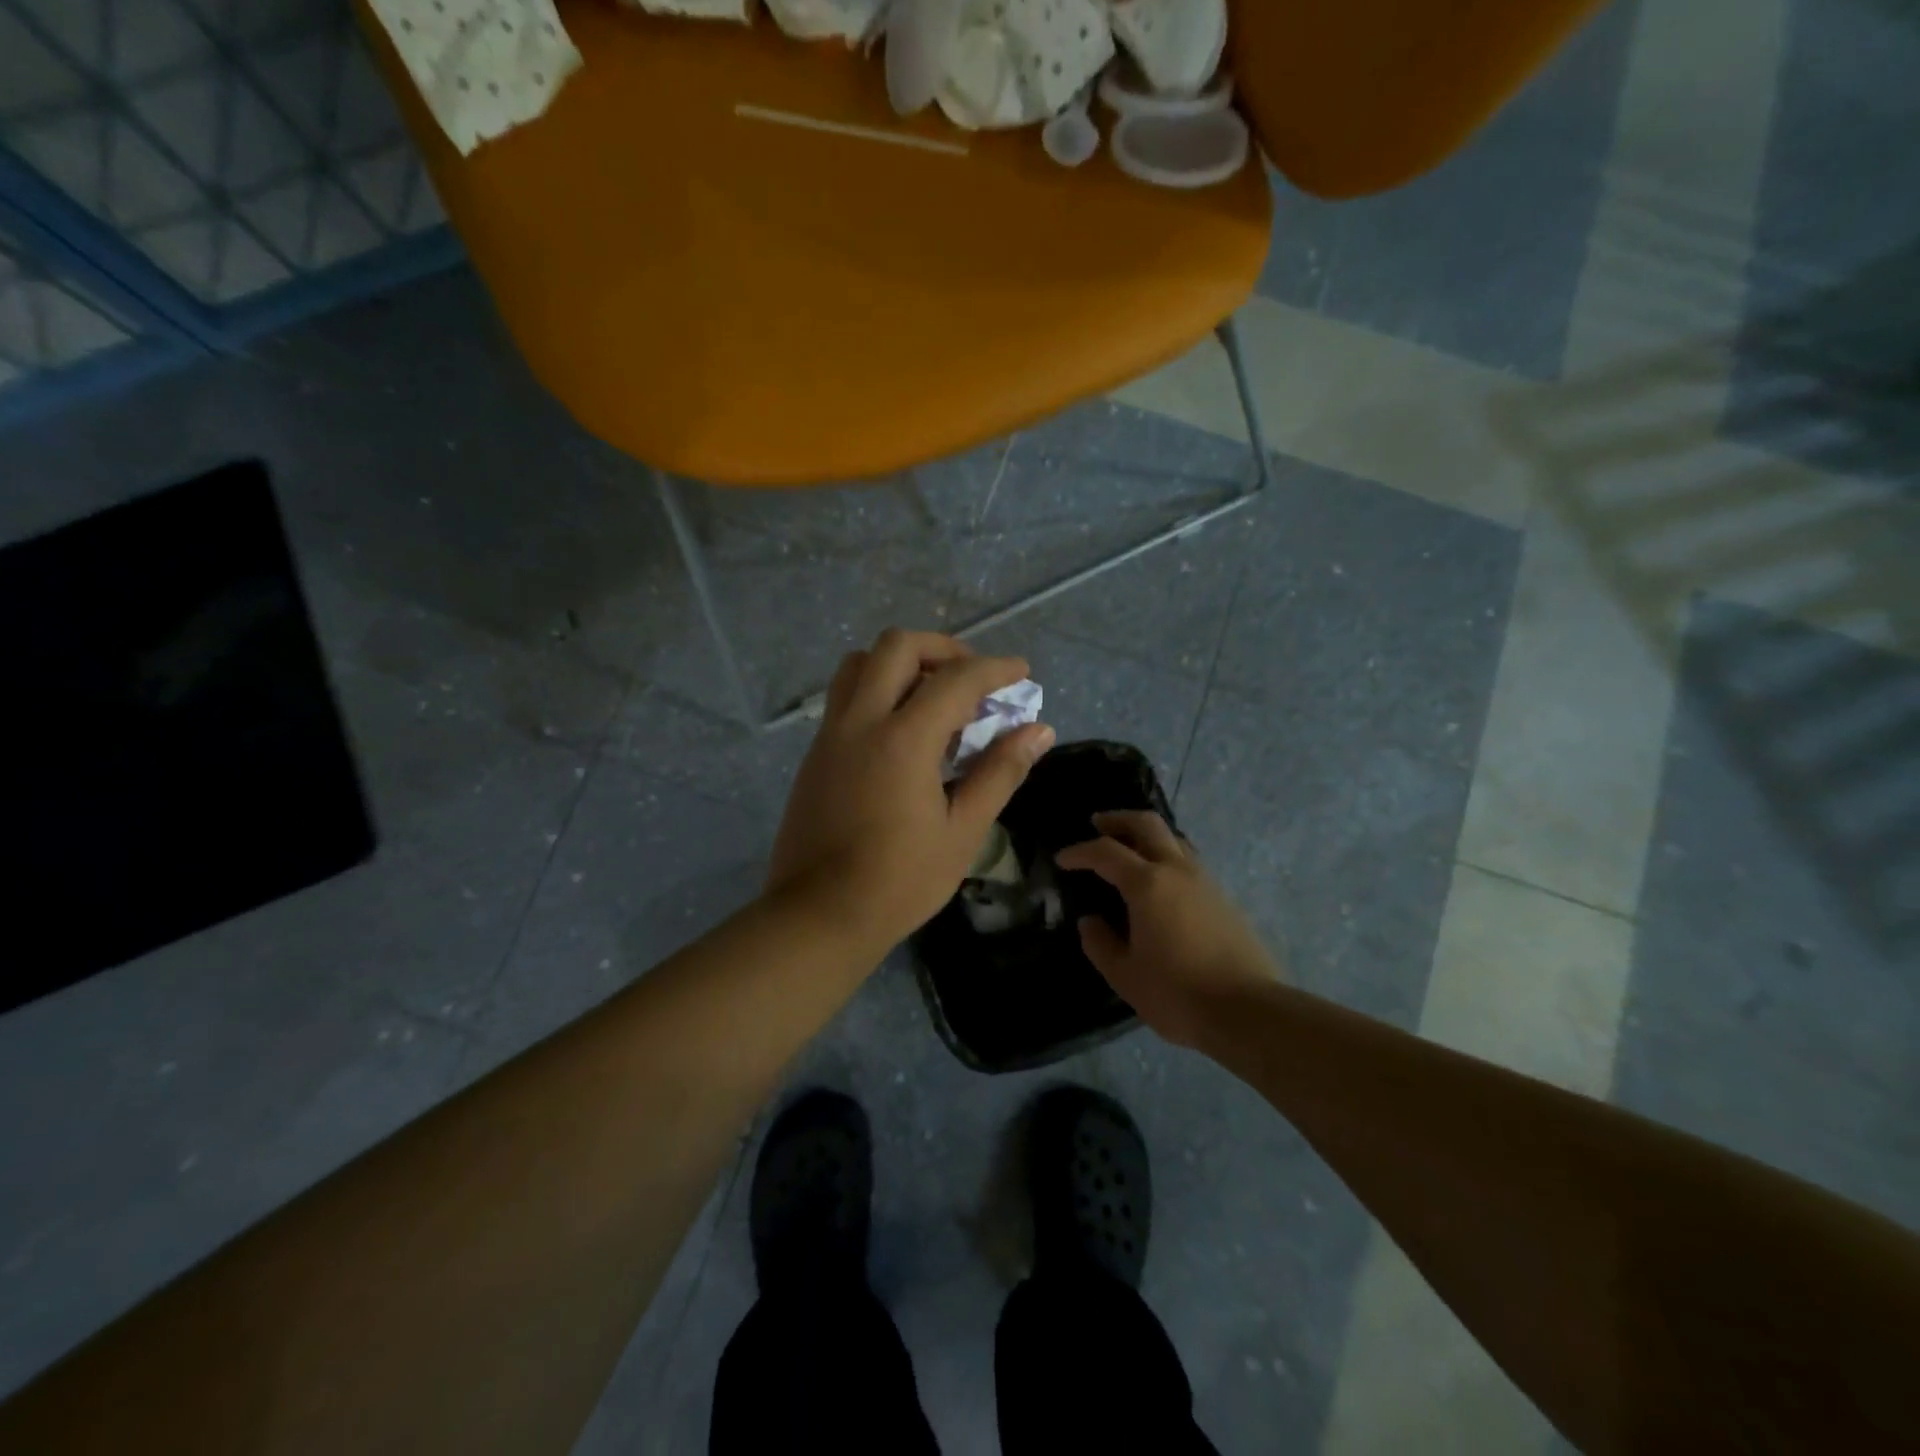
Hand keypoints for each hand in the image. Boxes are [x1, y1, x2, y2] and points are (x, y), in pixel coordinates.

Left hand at [767, 629, 1054, 957]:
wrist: (818, 916)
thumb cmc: (900, 881)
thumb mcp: (963, 831)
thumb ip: (1000, 772)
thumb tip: (1039, 730)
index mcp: (902, 739)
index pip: (956, 679)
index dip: (995, 669)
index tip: (1021, 672)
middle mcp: (860, 721)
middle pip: (897, 646)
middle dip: (943, 648)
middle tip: (973, 677)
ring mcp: (830, 734)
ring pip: (860, 663)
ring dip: (902, 663)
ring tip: (933, 695)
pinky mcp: (815, 753)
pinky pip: (845, 695)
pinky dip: (878, 689)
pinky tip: (901, 730)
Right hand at [1056, 811, 1283, 1046]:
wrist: (1248, 1011)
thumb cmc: (1177, 993)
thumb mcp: (1124, 975)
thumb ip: (1100, 944)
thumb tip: (1090, 921)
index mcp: (1147, 884)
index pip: (1106, 852)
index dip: (1080, 852)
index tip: (1062, 859)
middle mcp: (1177, 871)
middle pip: (1147, 825)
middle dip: (1118, 820)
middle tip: (1098, 824)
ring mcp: (1205, 881)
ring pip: (1173, 839)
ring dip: (1146, 836)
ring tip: (1129, 850)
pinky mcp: (1224, 898)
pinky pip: (1189, 861)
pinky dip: (1166, 856)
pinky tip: (1160, 882)